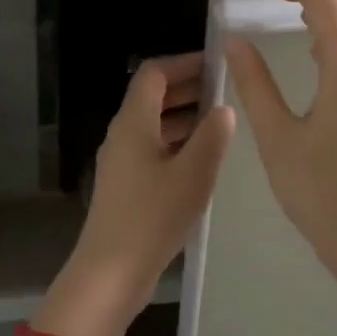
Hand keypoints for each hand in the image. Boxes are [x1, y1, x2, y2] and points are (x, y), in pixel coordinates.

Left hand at [45, 53, 234, 335]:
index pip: (154, 73)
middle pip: (152, 97)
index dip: (185, 63)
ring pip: (153, 125)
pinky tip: (202, 159)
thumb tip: (223, 110)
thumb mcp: (193, 174)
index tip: (217, 65)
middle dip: (187, 89)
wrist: (111, 272)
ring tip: (221, 123)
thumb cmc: (153, 217)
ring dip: (184, 118)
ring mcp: (121, 162)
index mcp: (133, 123)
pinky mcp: (125, 186)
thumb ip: (212, 137)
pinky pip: (152, 150)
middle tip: (225, 91)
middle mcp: (122, 135)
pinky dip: (176, 144)